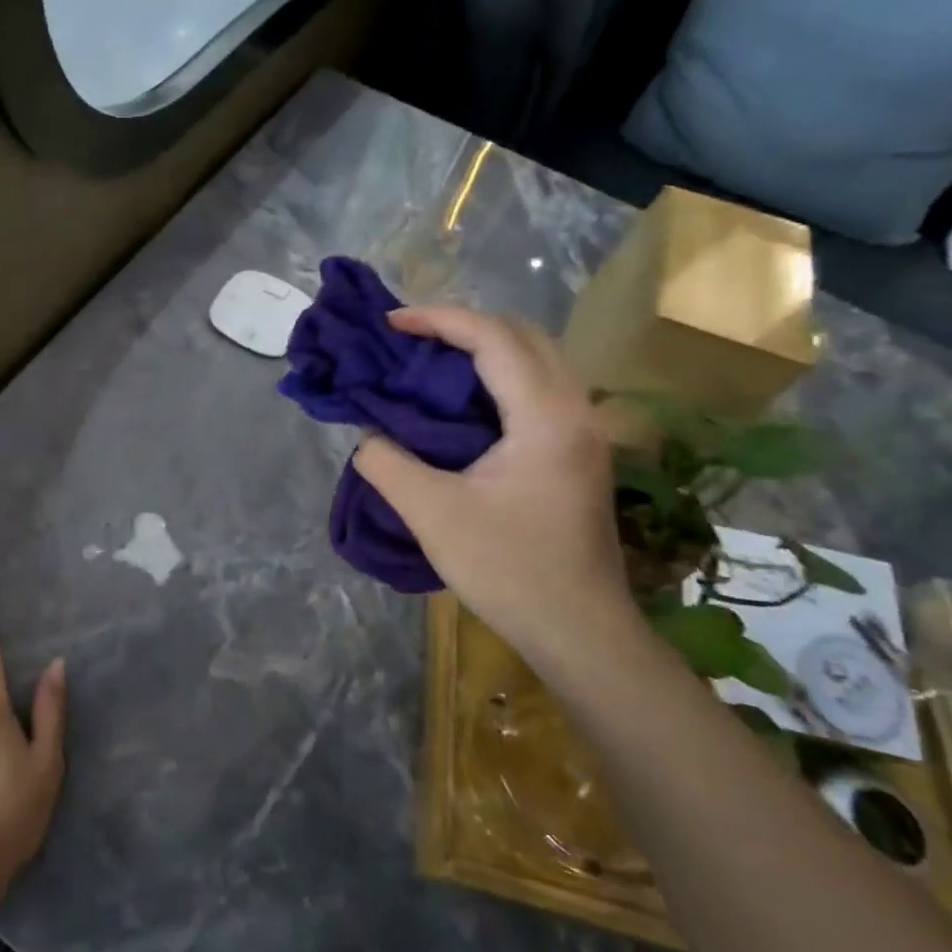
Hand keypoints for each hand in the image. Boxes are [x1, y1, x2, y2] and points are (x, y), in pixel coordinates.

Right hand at [353, 305, 638, 668]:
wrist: (581, 632)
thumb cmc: (509, 570)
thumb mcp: (431, 515)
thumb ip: (387, 464)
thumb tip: (368, 435)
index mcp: (546, 416)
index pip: (494, 337)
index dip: (438, 319)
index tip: (390, 324)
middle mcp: (576, 410)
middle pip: (522, 335)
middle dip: (462, 325)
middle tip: (408, 339)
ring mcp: (584, 431)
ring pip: (535, 359)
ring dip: (481, 349)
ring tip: (428, 363)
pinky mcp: (579, 452)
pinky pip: (536, 388)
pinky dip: (495, 377)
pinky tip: (461, 403)